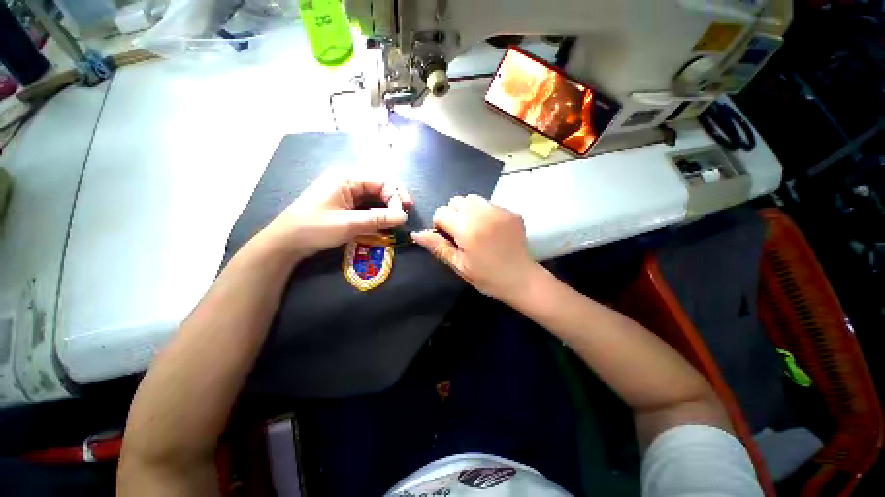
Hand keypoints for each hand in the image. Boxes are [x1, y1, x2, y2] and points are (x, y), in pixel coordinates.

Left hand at [264, 169, 411, 257]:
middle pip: (379, 186)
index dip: (395, 196)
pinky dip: (376, 212)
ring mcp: (344, 192)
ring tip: (396, 220)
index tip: (402, 215)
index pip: (381, 181)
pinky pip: (366, 204)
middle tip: (403, 216)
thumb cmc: (315, 228)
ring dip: (386, 207)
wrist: (286, 242)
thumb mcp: (349, 224)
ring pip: (373, 196)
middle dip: (393, 200)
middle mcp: (347, 181)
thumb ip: (378, 219)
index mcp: (347, 178)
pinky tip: (383, 221)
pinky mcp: (343, 203)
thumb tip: (403, 217)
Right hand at [411, 195, 540, 302]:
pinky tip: (491, 229)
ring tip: (475, 228)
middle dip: (453, 214)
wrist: (521, 279)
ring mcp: (499, 211)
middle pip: (456, 201)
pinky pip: (490, 204)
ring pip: (473, 198)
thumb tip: (416, 233)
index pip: (441, 212)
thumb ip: (438, 247)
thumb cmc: (487, 277)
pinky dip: (485, 213)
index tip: (448, 238)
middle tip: (461, 233)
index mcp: (467, 230)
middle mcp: (483, 215)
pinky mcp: (511, 212)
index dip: (440, 225)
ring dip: (468, 210)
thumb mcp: (459, 265)